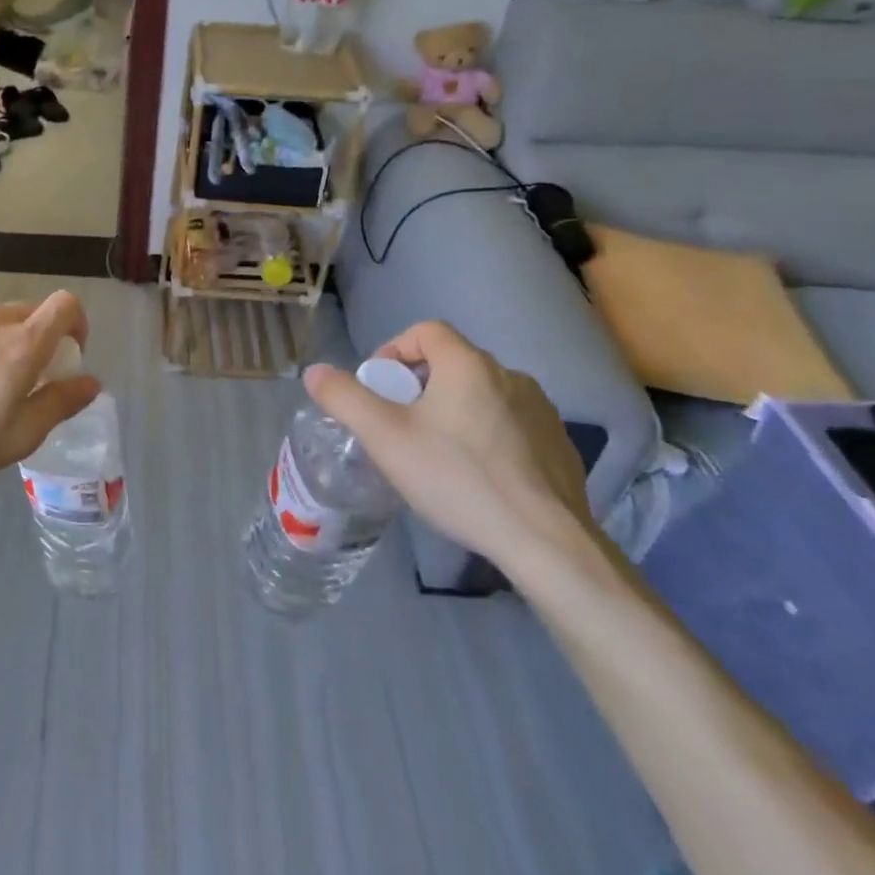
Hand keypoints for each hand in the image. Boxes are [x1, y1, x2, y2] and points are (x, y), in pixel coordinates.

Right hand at [303, 321, 595, 574]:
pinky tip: (479, 476)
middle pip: (452, 363)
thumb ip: (344, 398)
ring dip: (454, 411)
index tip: (380, 388)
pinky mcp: (559, 444)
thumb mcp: (384, 438)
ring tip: (438, 454)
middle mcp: (510, 375)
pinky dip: (487, 436)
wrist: (546, 542)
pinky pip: (510, 424)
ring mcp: (541, 410)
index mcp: (468, 364)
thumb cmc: (457, 478)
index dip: (394, 350)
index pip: (426, 331)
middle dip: (419, 386)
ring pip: (481, 395)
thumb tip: (315, 372)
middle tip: (400, 427)